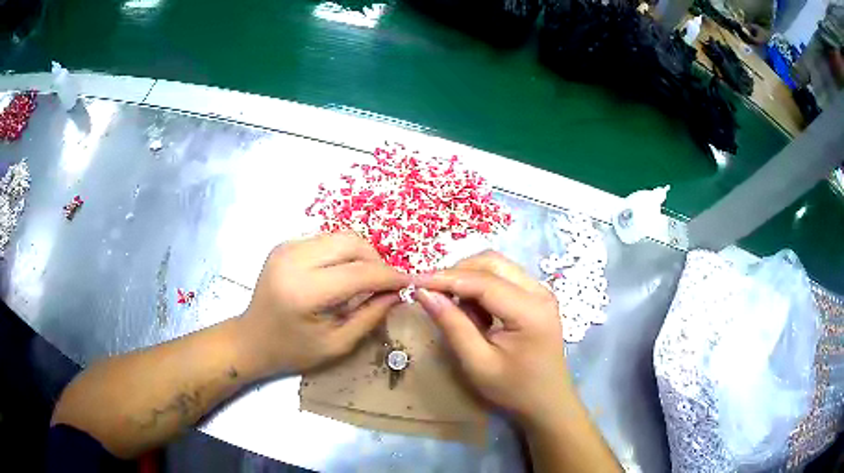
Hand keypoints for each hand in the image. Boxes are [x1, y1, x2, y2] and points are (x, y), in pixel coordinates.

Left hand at [240, 232, 409, 375]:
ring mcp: (287, 247)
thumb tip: (398, 292)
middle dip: (376, 260)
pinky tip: (342, 275)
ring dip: (360, 254)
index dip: (390, 276)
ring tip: (364, 280)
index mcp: (305, 291)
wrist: (252, 338)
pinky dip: (343, 253)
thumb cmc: (293, 350)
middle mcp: (293, 260)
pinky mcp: (285, 244)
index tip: (410, 282)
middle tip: (384, 283)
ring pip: (340, 236)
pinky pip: (326, 240)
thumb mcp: (337, 344)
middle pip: (351, 242)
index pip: (359, 272)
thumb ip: (371, 316)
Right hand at [414, 251, 570, 423]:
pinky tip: (473, 312)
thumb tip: (423, 293)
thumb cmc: (514, 389)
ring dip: (469, 278)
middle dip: (457, 273)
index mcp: (530, 310)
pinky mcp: (536, 296)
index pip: (483, 281)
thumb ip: (452, 325)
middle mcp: (539, 291)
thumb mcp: (478, 363)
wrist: (548, 401)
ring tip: (453, 307)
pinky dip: (481, 286)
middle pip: (492, 262)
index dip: (445, 278)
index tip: (414, 282)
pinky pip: (503, 277)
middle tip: (432, 294)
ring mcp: (540, 291)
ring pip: (497, 266)